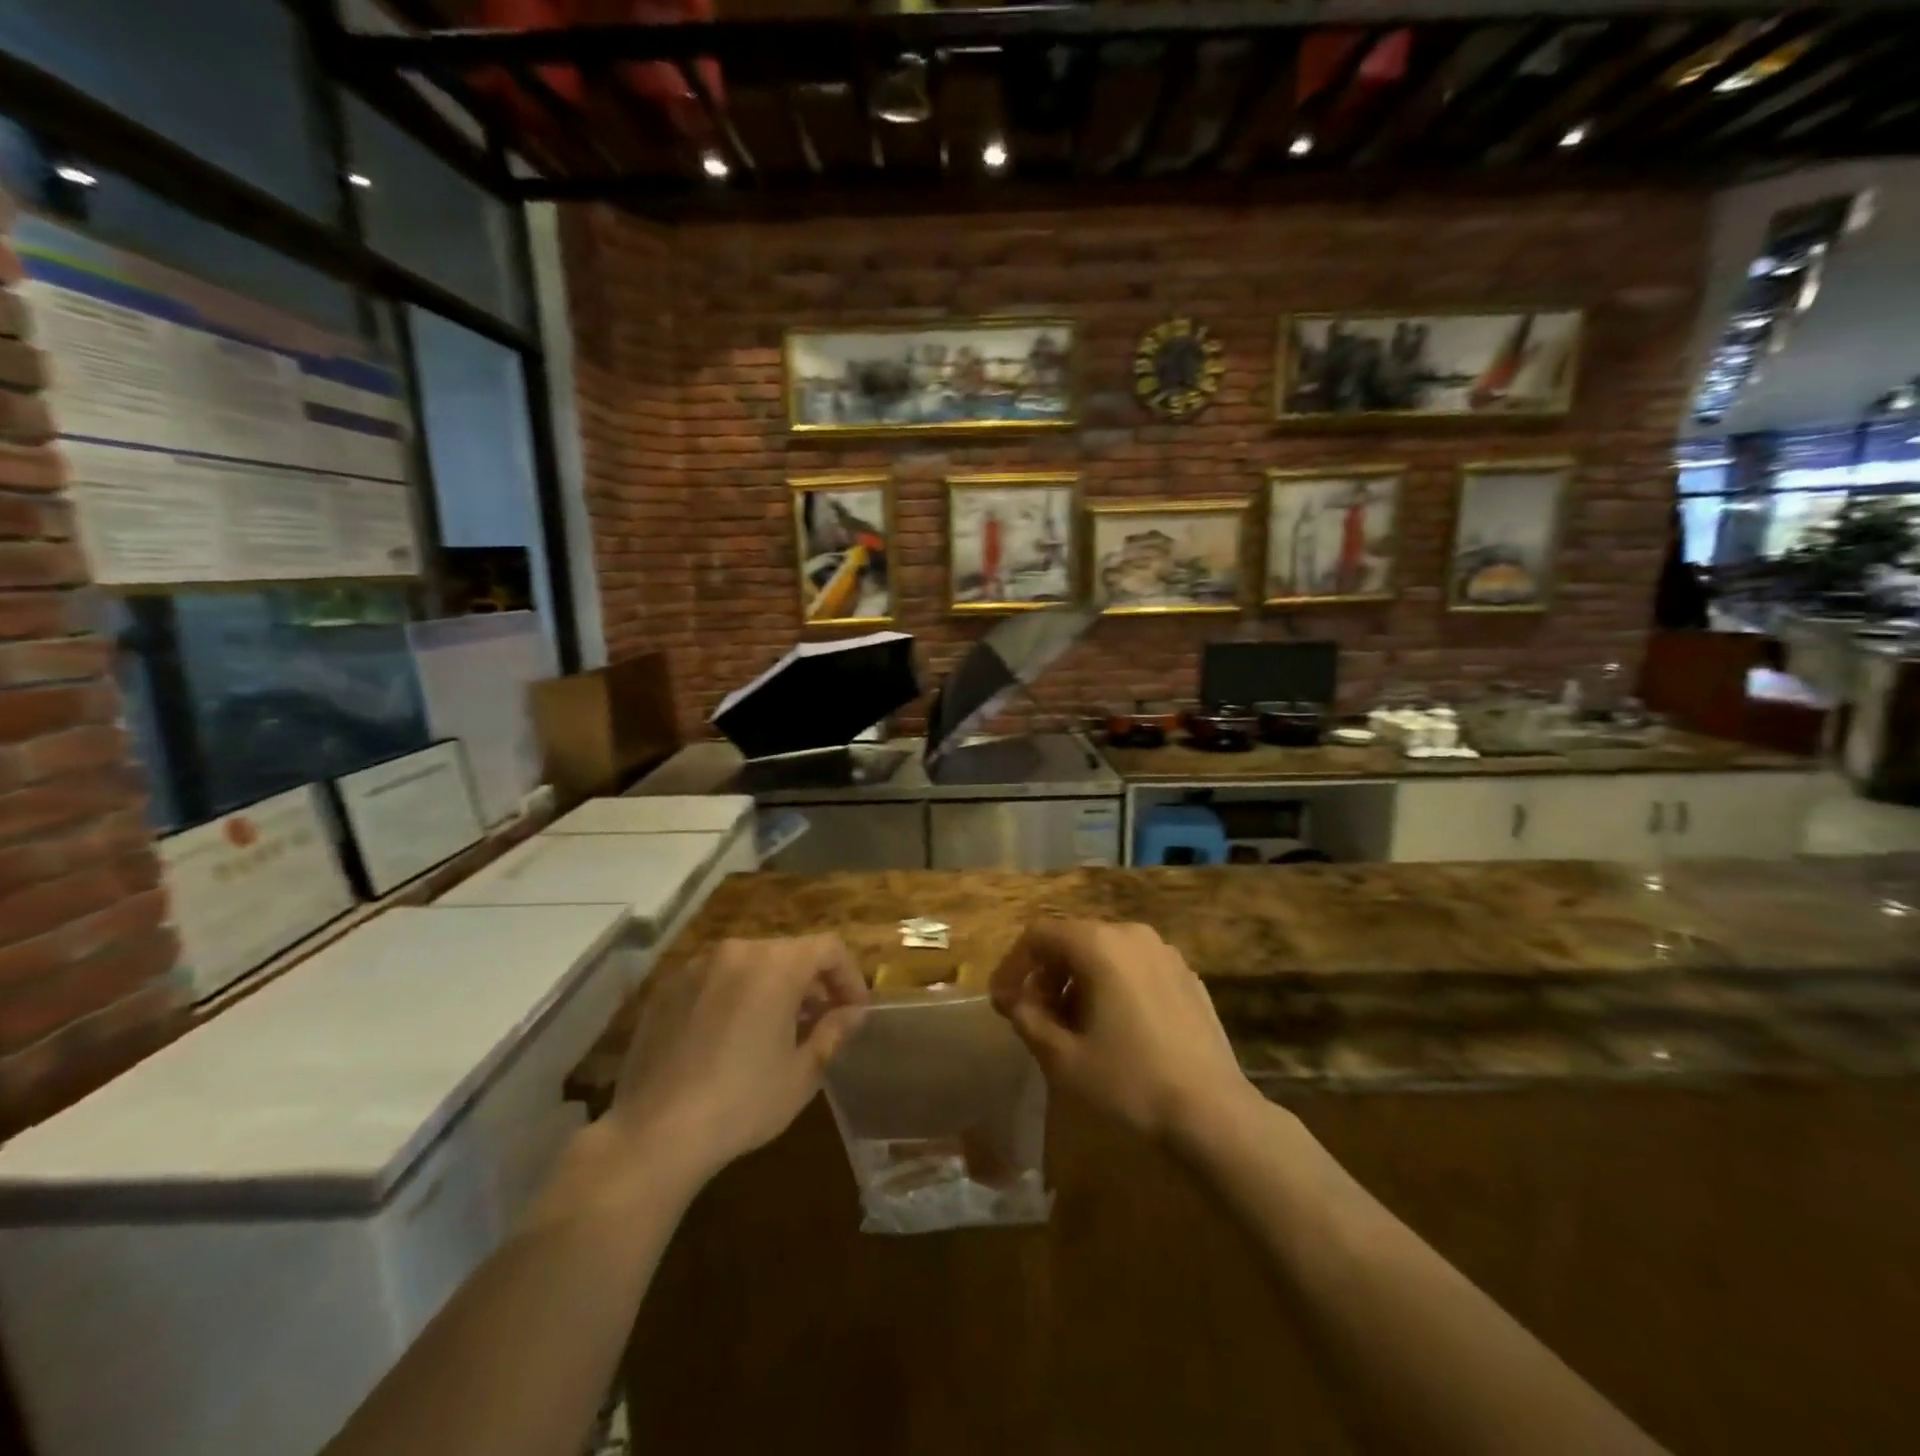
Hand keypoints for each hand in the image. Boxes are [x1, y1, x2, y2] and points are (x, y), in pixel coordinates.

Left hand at [608, 935, 868, 1184]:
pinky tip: (730, 1038)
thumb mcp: (801, 1073)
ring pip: (750, 964)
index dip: (849, 976)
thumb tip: (853, 1014)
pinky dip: (734, 996)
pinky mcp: (666, 989)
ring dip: (772, 987)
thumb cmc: (742, 1102)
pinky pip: (715, 980)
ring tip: (776, 1030)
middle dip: (811, 982)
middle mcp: (737, 952)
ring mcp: (696, 967)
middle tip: (820, 1022)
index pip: (828, 948)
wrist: (654, 1133)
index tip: (854, 1011)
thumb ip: (833, 1032)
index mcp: (775, 965)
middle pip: (788, 952)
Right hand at [990, 920, 1255, 1144]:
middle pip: (1072, 939)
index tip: (1002, 1002)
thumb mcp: (1063, 1058)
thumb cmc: (1129, 1082)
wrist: (1213, 1114)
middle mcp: (1132, 934)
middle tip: (1033, 1015)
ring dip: (1077, 979)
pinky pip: (1135, 966)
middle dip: (1045, 973)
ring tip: (1071, 1024)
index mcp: (1099, 944)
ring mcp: (1165, 953)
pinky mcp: (1187, 976)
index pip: (1039, 934)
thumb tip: (1014, 1000)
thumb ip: (1028, 1019)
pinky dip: (1111, 984)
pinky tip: (1113, 1027)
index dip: (1013, 965)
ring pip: (1105, 951)